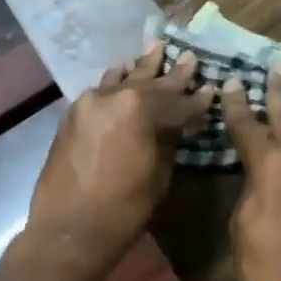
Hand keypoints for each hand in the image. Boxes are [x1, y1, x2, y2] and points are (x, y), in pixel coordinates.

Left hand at [19, 46, 212, 280]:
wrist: (68, 230)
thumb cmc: (124, 208)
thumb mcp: (159, 174)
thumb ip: (169, 140)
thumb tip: (179, 124)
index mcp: (140, 108)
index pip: (178, 101)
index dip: (198, 100)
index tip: (211, 89)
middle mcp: (114, 96)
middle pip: (150, 82)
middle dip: (172, 74)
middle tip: (188, 57)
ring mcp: (90, 102)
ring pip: (122, 79)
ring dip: (140, 69)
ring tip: (154, 50)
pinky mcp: (73, 114)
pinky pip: (101, 91)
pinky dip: (115, 83)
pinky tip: (121, 74)